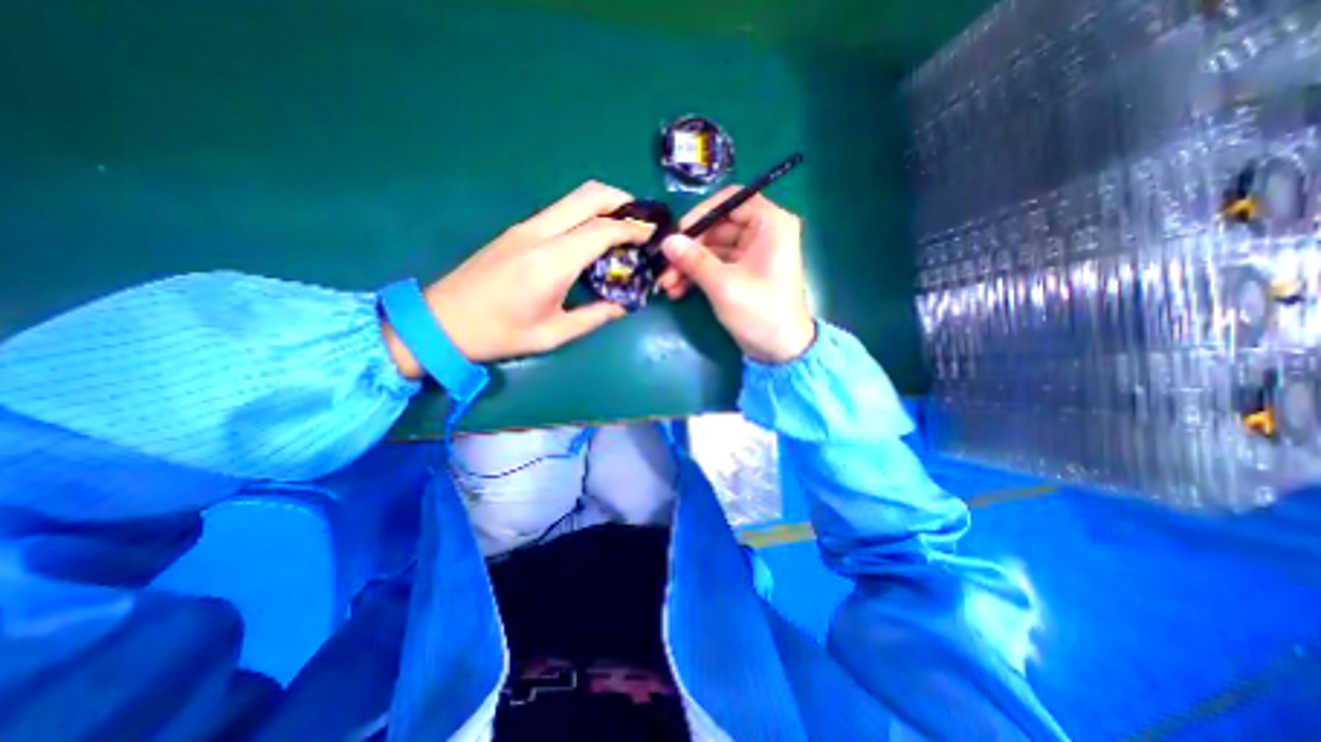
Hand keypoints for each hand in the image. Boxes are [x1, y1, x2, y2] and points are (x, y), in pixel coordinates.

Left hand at [386, 184, 650, 374]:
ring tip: (623, 227)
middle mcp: (539, 234)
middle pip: (588, 196)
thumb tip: (623, 306)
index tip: (653, 234)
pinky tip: (592, 237)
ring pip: (572, 199)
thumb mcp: (553, 335)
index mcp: (551, 262)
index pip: (602, 230)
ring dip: (603, 205)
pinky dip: (584, 215)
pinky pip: (559, 212)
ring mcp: (524, 228)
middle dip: (621, 200)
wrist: (440, 322)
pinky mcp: (516, 231)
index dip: (633, 229)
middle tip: (642, 219)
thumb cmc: (498, 334)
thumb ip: (594, 317)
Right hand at [659, 186, 815, 363]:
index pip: (731, 200)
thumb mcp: (724, 285)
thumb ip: (694, 260)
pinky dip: (698, 275)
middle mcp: (763, 233)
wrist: (780, 351)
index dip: (702, 214)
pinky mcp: (743, 273)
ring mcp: (752, 254)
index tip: (679, 233)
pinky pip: (716, 265)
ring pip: (713, 248)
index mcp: (770, 224)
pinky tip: (677, 291)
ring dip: (688, 265)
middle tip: (665, 266)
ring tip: (666, 285)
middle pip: (717, 227)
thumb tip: (666, 241)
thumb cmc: (760, 312)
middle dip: (689, 248)